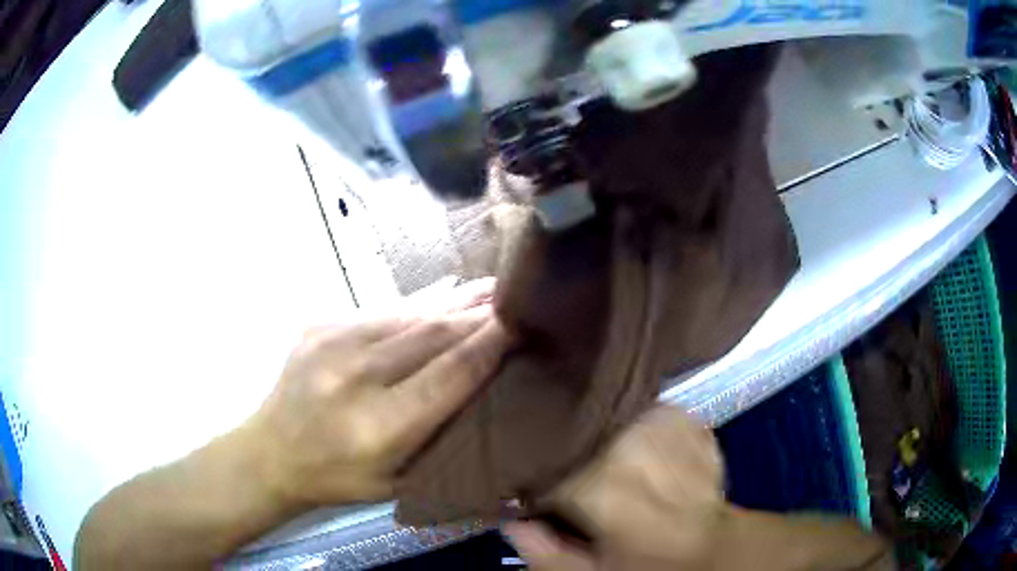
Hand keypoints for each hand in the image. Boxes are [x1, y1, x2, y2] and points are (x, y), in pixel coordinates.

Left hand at [246, 279, 513, 508]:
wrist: (271, 452)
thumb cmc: (340, 478)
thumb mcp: (399, 483)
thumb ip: (444, 445)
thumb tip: (493, 404)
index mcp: (379, 427)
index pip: (449, 376)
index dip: (488, 346)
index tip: (521, 324)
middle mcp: (355, 378)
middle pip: (432, 336)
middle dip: (478, 316)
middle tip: (514, 300)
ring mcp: (332, 343)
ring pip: (409, 315)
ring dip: (453, 302)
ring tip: (488, 289)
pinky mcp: (320, 324)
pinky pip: (382, 311)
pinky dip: (418, 305)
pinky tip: (442, 296)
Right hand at [505, 406, 892, 570]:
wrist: (718, 547)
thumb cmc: (652, 567)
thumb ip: (541, 551)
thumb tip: (509, 520)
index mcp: (599, 481)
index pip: (540, 462)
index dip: (532, 478)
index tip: (536, 493)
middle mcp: (628, 439)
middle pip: (575, 429)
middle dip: (566, 450)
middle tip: (574, 477)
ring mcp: (664, 419)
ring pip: (609, 413)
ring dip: (601, 436)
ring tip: (609, 464)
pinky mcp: (686, 416)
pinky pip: (643, 413)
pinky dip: (635, 430)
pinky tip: (642, 455)